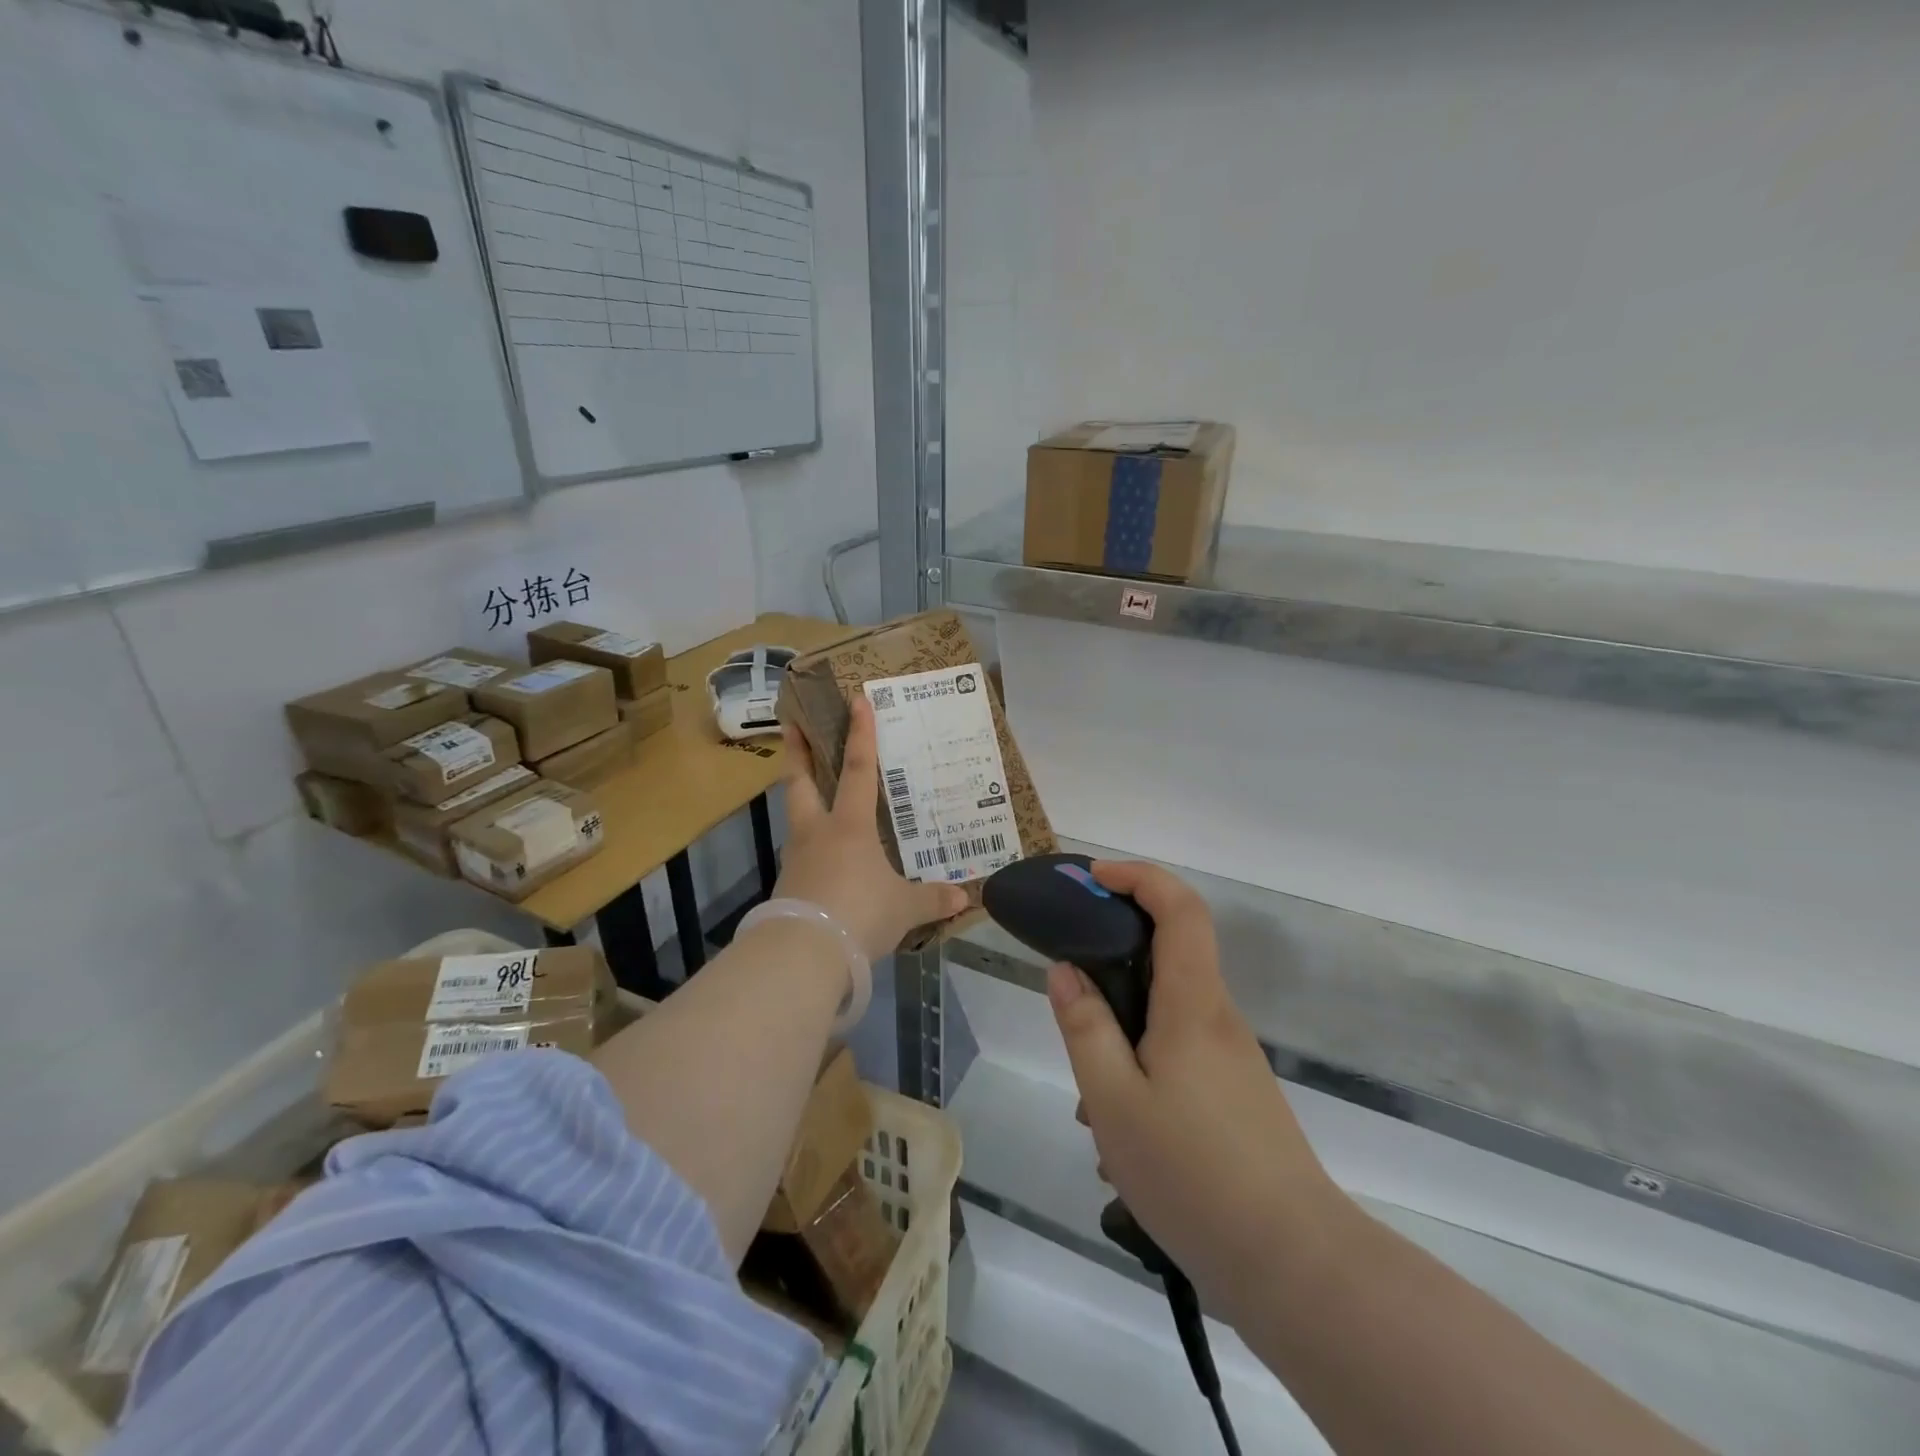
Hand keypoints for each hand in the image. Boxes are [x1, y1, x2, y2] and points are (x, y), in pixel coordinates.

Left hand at [776, 697, 968, 960]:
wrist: (804, 953)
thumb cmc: (860, 913)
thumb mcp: (904, 909)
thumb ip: (932, 899)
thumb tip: (963, 897)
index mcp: (850, 826)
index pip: (859, 771)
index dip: (860, 735)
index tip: (856, 701)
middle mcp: (818, 832)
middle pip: (802, 782)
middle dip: (799, 753)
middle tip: (792, 726)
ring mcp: (797, 858)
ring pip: (796, 816)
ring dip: (800, 798)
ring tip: (809, 792)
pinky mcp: (787, 886)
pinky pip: (799, 855)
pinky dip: (808, 846)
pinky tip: (820, 858)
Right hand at [1048, 861, 1349, 1317]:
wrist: (1294, 1264)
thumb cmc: (1193, 1173)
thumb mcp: (1114, 1100)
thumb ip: (1085, 1027)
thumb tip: (1065, 970)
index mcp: (1193, 1004)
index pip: (1180, 908)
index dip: (1139, 876)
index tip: (1093, 877)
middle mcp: (1217, 1017)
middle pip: (1169, 955)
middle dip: (1113, 962)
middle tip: (1069, 995)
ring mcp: (1231, 1058)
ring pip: (1165, 1015)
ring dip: (1121, 1036)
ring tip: (1090, 1106)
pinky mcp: (1235, 1093)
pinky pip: (1177, 1054)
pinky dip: (1140, 1069)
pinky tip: (1121, 1135)